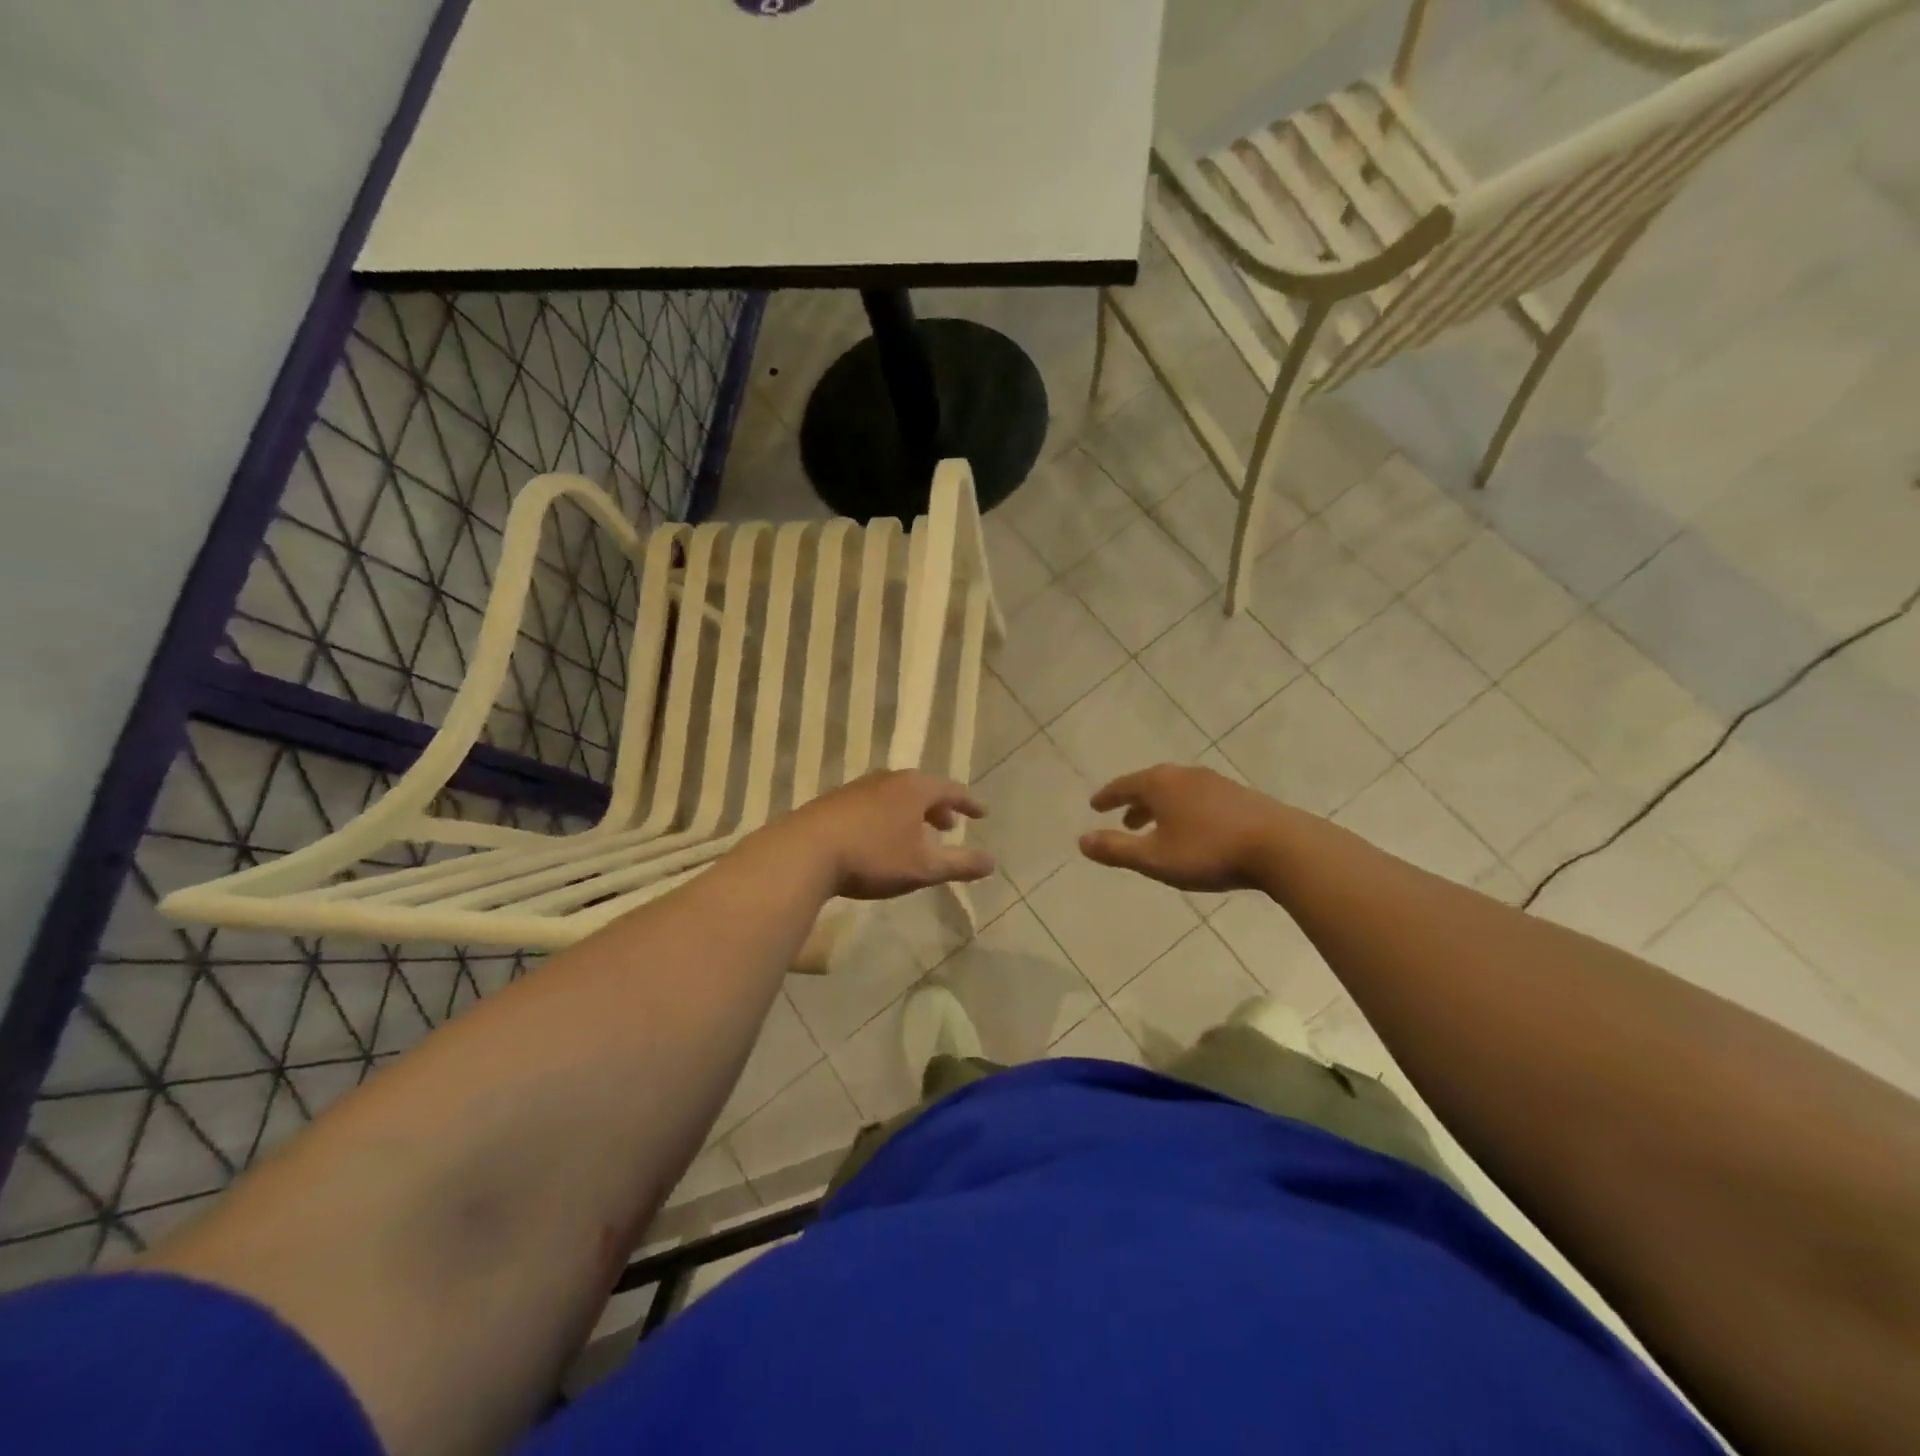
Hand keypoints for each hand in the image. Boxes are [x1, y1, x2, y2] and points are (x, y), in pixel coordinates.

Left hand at [770, 770, 993, 900]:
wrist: (805, 852)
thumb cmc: (873, 857)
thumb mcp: (923, 867)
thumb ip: (960, 864)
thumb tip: (992, 862)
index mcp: (915, 788)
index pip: (951, 790)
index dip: (969, 803)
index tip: (982, 813)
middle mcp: (888, 779)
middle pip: (922, 789)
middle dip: (938, 808)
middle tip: (949, 826)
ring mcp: (858, 787)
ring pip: (895, 796)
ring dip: (911, 813)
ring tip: (915, 834)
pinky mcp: (834, 801)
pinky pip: (873, 803)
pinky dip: (887, 816)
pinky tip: (879, 838)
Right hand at [1079, 764, 1291, 891]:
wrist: (1281, 846)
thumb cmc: (1209, 852)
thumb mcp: (1155, 858)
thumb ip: (1116, 850)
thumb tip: (1081, 841)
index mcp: (1160, 784)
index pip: (1124, 786)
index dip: (1107, 797)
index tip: (1094, 805)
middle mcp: (1184, 775)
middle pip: (1150, 785)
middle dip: (1134, 803)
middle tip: (1123, 821)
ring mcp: (1215, 782)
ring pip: (1176, 792)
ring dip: (1160, 808)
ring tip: (1156, 829)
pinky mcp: (1239, 795)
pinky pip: (1198, 798)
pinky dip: (1184, 810)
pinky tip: (1193, 830)